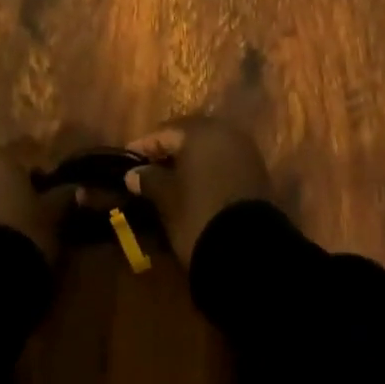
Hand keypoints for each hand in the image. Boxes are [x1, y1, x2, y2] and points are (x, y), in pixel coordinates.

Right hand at [124, 116, 272, 263]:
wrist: (250, 251)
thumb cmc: (199, 214)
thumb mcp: (166, 198)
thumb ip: (149, 180)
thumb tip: (133, 174)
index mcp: (200, 132)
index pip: (164, 132)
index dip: (144, 146)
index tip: (127, 159)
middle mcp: (225, 133)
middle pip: (189, 136)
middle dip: (168, 150)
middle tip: (148, 167)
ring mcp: (245, 152)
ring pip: (208, 149)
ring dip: (189, 160)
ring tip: (169, 179)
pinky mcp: (257, 173)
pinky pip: (223, 162)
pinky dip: (207, 170)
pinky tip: (194, 186)